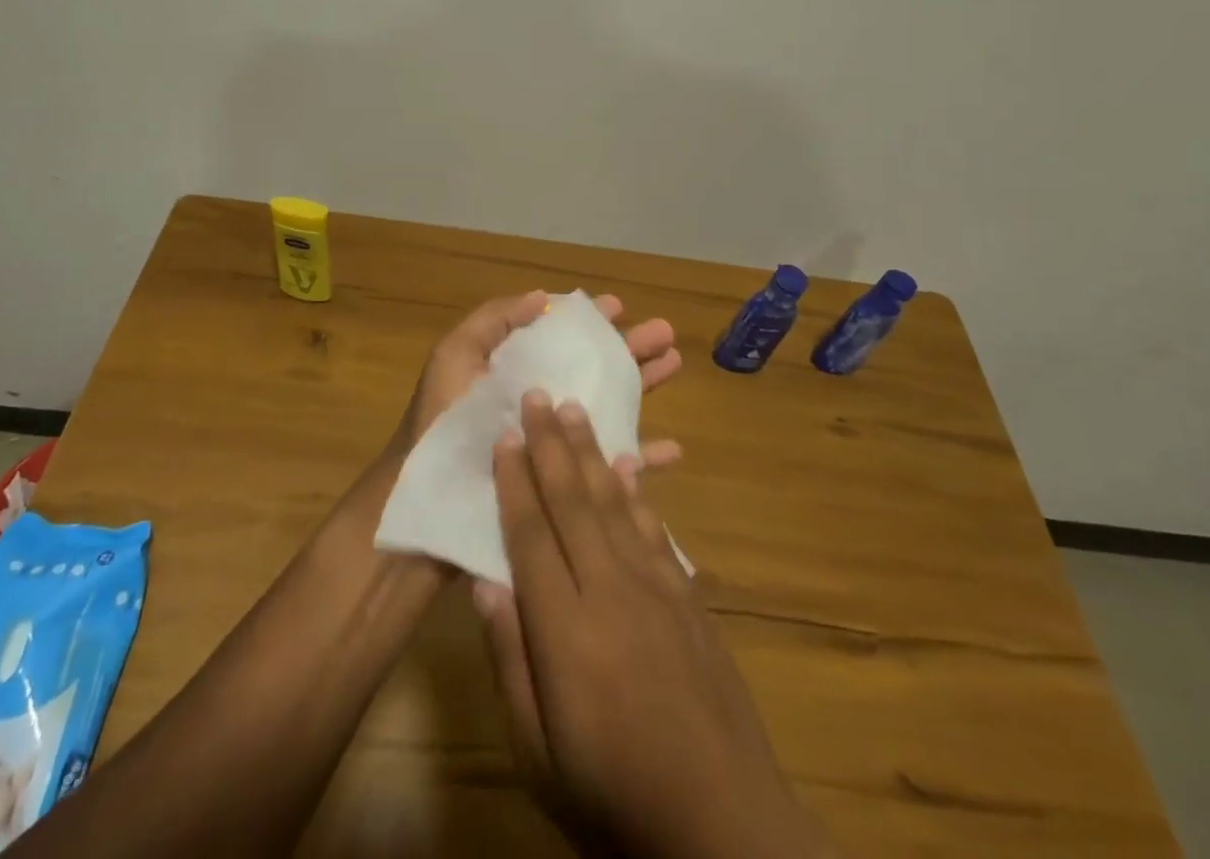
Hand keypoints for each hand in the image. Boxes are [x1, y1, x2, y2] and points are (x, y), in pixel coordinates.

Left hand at [392, 290, 684, 471]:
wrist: (428, 502)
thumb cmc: (441, 423)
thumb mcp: (455, 357)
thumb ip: (494, 321)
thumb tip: (543, 297)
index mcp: (517, 372)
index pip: (562, 339)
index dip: (590, 321)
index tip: (619, 306)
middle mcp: (541, 403)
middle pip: (595, 369)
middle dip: (630, 348)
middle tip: (666, 332)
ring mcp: (556, 444)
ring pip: (611, 408)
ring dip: (644, 386)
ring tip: (675, 365)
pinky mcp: (567, 486)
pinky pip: (611, 471)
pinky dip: (642, 459)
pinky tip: (672, 450)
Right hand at [474, 393, 829, 858]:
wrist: (724, 828)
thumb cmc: (614, 800)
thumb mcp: (539, 755)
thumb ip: (510, 661)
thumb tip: (486, 582)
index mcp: (566, 631)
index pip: (530, 537)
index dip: (514, 482)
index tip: (503, 437)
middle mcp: (610, 592)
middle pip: (572, 502)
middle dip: (551, 444)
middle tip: (537, 395)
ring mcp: (656, 589)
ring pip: (614, 503)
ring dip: (590, 452)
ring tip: (575, 410)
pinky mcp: (688, 599)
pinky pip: (654, 529)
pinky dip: (636, 491)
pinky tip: (627, 466)